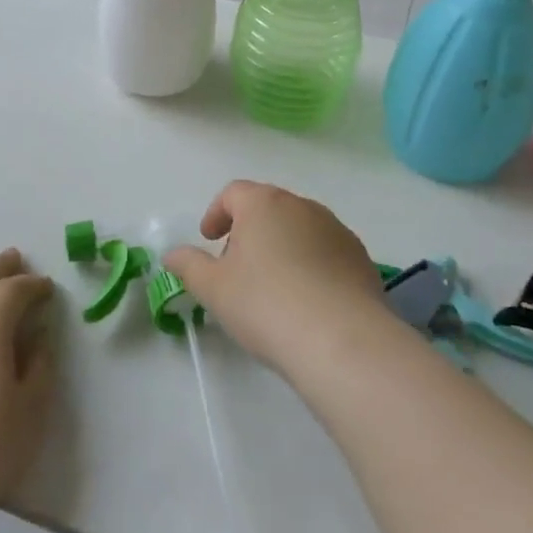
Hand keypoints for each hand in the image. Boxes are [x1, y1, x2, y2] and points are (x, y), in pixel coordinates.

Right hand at [163, 181, 389, 373]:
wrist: (341, 339)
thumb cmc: (266, 305)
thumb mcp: (214, 288)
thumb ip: (188, 266)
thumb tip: (172, 254)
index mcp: (264, 204)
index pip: (234, 193)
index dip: (216, 213)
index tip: (209, 240)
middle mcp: (302, 206)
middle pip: (268, 208)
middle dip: (249, 231)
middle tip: (236, 267)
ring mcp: (336, 230)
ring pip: (299, 229)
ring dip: (281, 247)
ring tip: (272, 287)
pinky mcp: (359, 257)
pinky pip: (326, 252)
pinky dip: (310, 265)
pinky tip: (306, 301)